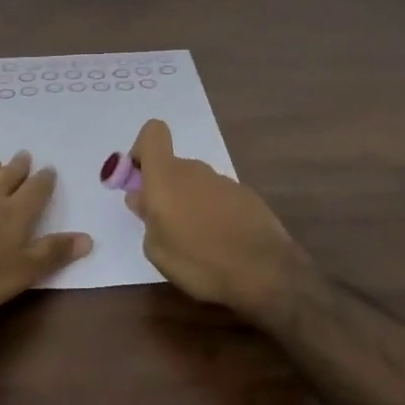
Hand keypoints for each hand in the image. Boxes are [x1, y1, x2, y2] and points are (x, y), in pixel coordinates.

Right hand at [125, 119, 310, 320]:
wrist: (265, 271)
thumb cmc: (199, 261)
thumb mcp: (157, 249)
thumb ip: (146, 218)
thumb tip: (142, 198)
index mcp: (166, 176)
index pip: (152, 133)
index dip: (141, 150)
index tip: (139, 181)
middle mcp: (194, 170)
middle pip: (172, 167)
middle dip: (163, 190)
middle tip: (164, 227)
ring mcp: (223, 181)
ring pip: (195, 184)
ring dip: (189, 204)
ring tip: (195, 243)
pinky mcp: (246, 196)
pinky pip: (217, 198)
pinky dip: (213, 213)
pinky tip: (220, 243)